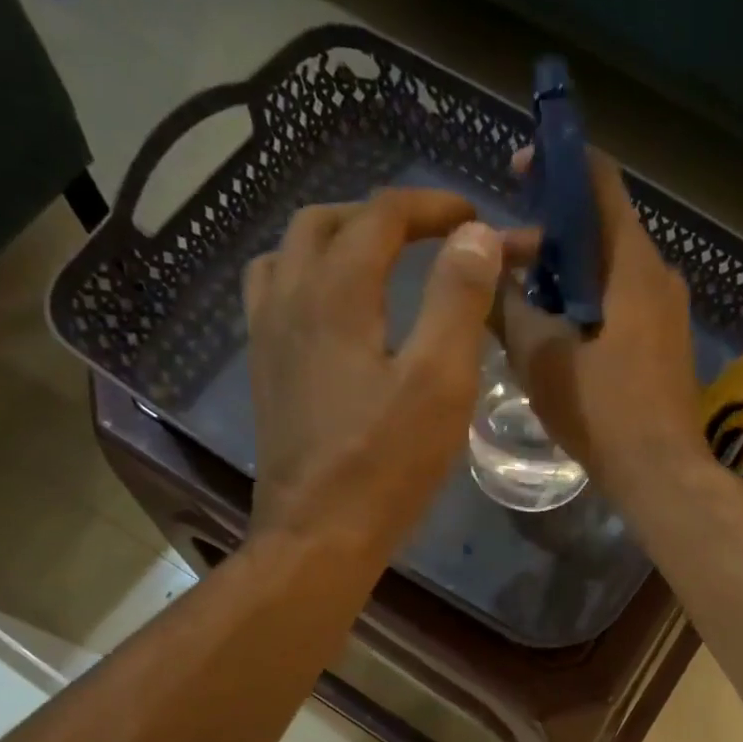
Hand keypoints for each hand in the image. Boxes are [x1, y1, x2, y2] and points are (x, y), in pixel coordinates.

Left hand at [243, 189, 524, 543]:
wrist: (317, 535)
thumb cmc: (386, 464)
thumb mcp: (440, 382)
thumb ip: (458, 300)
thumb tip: (476, 236)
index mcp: (336, 292)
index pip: (381, 215)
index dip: (432, 206)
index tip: (475, 219)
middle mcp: (289, 298)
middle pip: (327, 221)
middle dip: (384, 215)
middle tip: (432, 236)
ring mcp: (267, 336)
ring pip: (290, 253)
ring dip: (338, 239)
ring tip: (380, 261)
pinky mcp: (265, 372)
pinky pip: (275, 295)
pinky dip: (308, 278)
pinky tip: (335, 312)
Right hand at [495, 148, 706, 503]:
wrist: (660, 474)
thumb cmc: (601, 410)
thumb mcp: (540, 356)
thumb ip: (507, 307)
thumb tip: (485, 272)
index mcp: (632, 264)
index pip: (600, 182)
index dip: (557, 162)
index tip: (518, 170)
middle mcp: (660, 277)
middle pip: (601, 231)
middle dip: (550, 237)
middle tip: (502, 263)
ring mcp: (669, 314)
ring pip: (610, 272)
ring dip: (565, 277)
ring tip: (521, 304)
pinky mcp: (667, 346)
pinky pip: (623, 305)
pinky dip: (587, 305)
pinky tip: (556, 336)